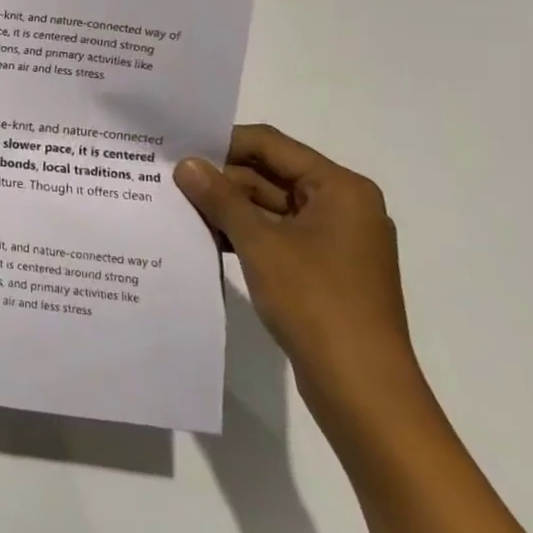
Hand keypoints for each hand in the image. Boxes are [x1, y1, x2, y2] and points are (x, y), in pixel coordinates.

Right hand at [176, 125, 419, 414]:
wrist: (363, 390)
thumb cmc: (316, 302)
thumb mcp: (259, 242)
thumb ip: (220, 198)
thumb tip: (185, 164)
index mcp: (340, 189)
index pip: (271, 145)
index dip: (223, 143)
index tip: (177, 147)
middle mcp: (343, 207)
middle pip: (271, 174)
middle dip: (222, 178)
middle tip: (169, 179)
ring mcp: (335, 241)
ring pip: (270, 207)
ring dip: (228, 208)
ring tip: (178, 206)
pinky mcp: (324, 270)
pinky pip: (277, 236)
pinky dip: (244, 234)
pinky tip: (205, 238)